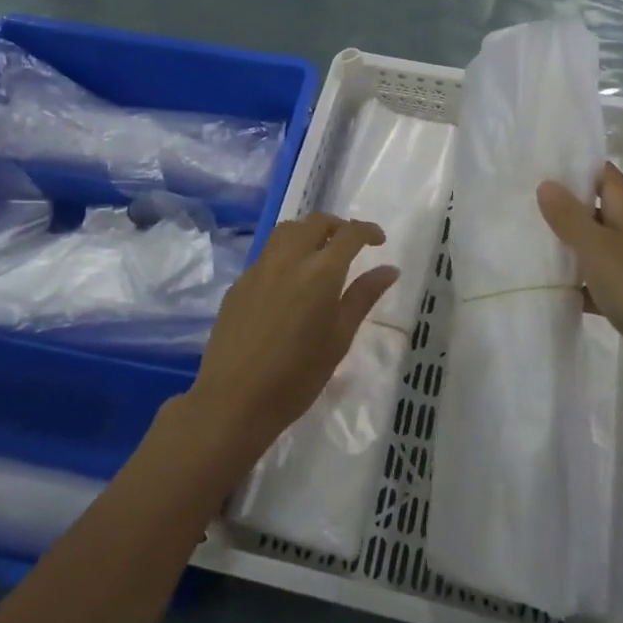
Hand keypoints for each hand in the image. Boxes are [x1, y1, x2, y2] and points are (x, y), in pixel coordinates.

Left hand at [184, 213, 398, 467]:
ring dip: (308, 232)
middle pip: (315, 222)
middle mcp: (288, 258)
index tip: (379, 241)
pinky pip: (267, 254)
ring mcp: (259, 268)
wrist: (233, 400)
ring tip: (319, 254)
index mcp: (320, 272)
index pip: (349, 234)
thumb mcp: (339, 338)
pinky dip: (285, 253)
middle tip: (350, 245)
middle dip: (337, 226)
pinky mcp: (239, 283)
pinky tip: (289, 282)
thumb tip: (389, 269)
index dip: (368, 231)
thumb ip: (363, 297)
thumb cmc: (297, 376)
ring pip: (287, 231)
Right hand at [537, 163, 622, 394]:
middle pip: (594, 207)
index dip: (572, 166)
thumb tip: (546, 183)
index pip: (600, 172)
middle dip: (561, 206)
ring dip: (567, 245)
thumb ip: (569, 216)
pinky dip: (578, 281)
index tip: (536, 166)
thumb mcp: (596, 248)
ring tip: (525, 240)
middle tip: (520, 203)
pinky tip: (551, 287)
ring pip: (594, 244)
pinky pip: (598, 278)